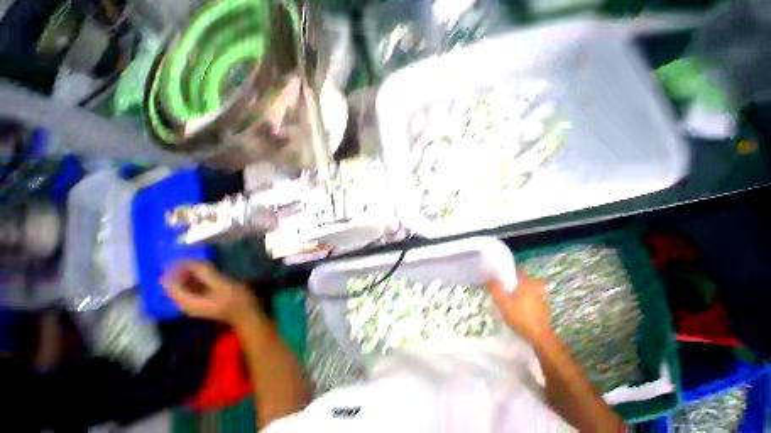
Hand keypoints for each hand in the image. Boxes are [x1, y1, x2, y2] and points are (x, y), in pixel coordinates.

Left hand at [161, 261, 256, 323]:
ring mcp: (192, 304)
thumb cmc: (236, 300)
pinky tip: (206, 272)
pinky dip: (195, 279)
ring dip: (188, 274)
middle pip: (174, 285)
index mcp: (187, 302)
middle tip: (194, 259)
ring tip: (201, 263)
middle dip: (182, 270)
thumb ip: (206, 273)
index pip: (169, 283)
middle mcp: (185, 304)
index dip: (175, 269)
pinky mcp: (200, 302)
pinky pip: (191, 288)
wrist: (246, 314)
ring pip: (183, 286)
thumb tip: (191, 261)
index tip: (186, 257)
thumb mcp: (222, 285)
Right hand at [487, 272, 552, 343]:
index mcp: (527, 282)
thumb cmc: (520, 316)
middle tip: (500, 285)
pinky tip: (514, 306)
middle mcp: (535, 287)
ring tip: (505, 296)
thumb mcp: (502, 302)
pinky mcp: (541, 307)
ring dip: (516, 291)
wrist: (539, 337)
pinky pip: (529, 298)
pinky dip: (522, 299)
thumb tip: (488, 277)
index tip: (497, 274)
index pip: (516, 270)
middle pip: (520, 279)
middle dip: (510, 282)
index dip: (506, 271)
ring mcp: (540, 297)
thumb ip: (495, 288)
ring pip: (525, 289)